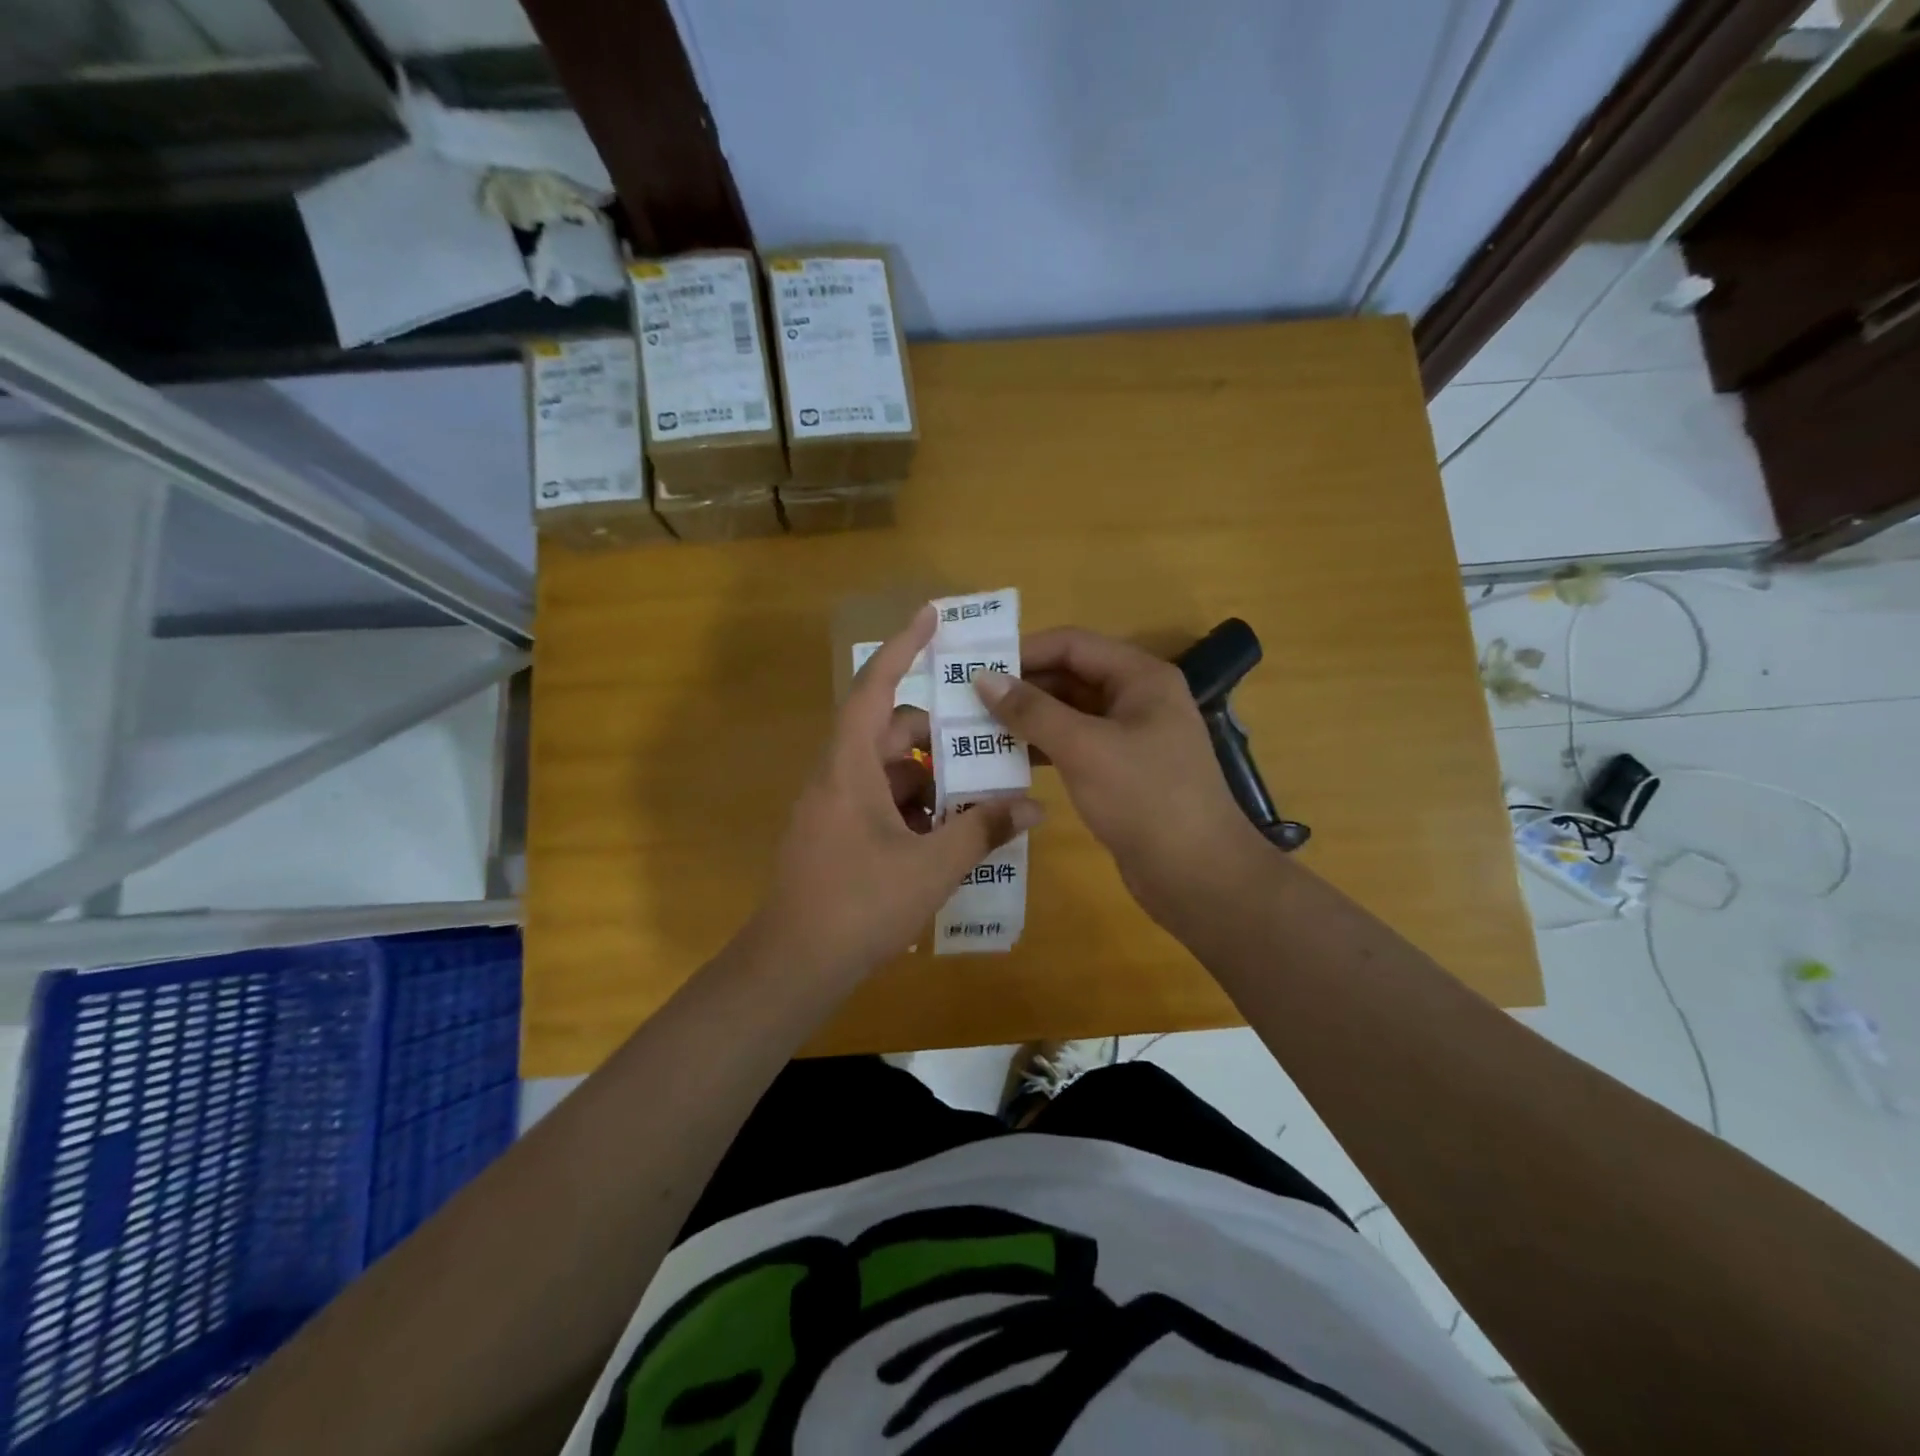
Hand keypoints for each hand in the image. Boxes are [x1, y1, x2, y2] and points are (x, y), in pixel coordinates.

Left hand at [754, 605, 1041, 983]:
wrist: (794, 966)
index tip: (931, 615)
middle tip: (988, 744)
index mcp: (849, 766)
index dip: (902, 647)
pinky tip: (949, 835)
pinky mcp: (836, 835)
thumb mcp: (931, 867)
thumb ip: (983, 830)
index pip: (875, 687)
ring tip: (980, 797)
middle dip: (940, 737)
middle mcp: (837, 776)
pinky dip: (915, 807)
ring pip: (889, 772)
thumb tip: (1033, 807)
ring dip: (932, 779)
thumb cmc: (858, 905)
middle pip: (891, 732)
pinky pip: (882, 802)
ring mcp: (834, 807)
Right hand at [974, 628, 1269, 924]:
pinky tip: (1005, 761)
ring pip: (1068, 714)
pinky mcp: (1120, 771)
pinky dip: (1042, 748)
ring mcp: (1130, 737)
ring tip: (977, 730)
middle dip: (1021, 688)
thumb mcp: (1084, 747)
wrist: (1198, 874)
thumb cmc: (1145, 798)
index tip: (976, 667)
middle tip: (968, 702)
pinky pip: (1074, 746)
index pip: (1073, 644)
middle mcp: (1137, 698)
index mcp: (1140, 677)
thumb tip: (982, 677)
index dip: (1023, 651)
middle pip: (1069, 677)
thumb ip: (1031, 711)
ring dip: (1027, 720)